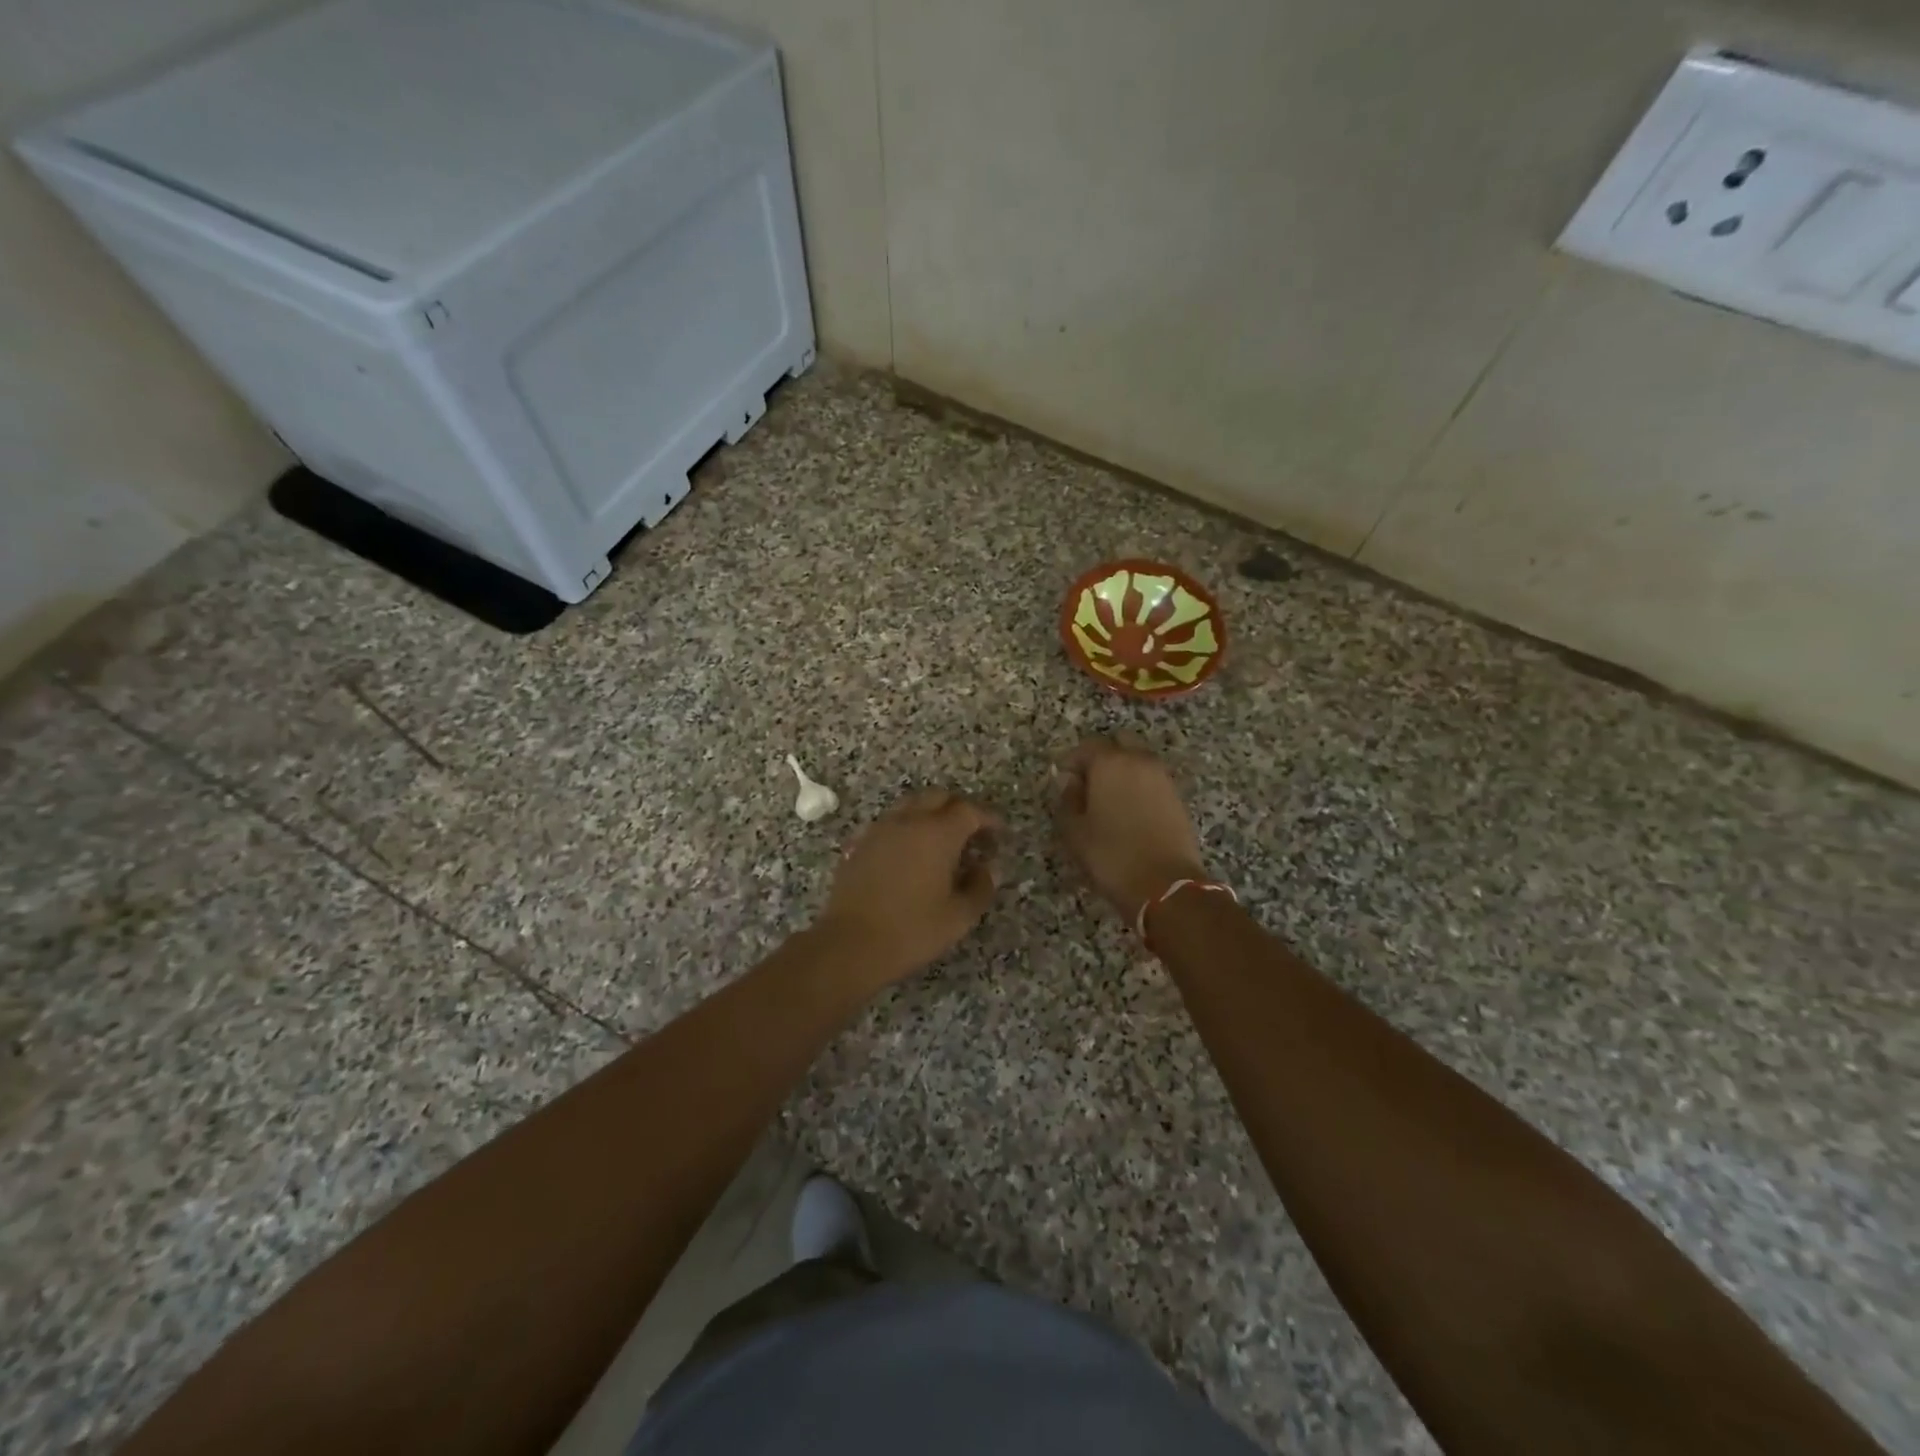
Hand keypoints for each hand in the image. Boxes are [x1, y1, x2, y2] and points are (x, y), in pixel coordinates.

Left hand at [816, 790, 1000, 985]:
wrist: (851, 944)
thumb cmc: (912, 930)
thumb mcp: (959, 916)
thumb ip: (980, 886)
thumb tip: (987, 868)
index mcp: (938, 833)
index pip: (970, 811)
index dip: (988, 819)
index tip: (999, 833)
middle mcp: (909, 821)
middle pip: (938, 797)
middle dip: (959, 809)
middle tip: (972, 834)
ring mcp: (880, 829)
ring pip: (911, 806)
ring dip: (931, 815)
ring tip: (942, 842)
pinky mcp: (860, 843)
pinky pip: (890, 823)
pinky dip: (907, 828)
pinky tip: (911, 855)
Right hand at [1055, 737, 1206, 922]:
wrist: (1166, 886)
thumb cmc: (1112, 856)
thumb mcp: (1074, 831)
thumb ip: (1068, 800)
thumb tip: (1071, 782)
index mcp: (1110, 763)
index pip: (1088, 746)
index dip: (1073, 760)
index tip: (1064, 780)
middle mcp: (1140, 761)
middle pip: (1120, 743)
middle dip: (1102, 757)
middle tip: (1089, 783)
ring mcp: (1163, 778)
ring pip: (1139, 760)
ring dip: (1123, 771)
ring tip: (1109, 801)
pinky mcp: (1177, 798)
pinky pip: (1152, 780)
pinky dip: (1139, 786)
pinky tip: (1129, 812)